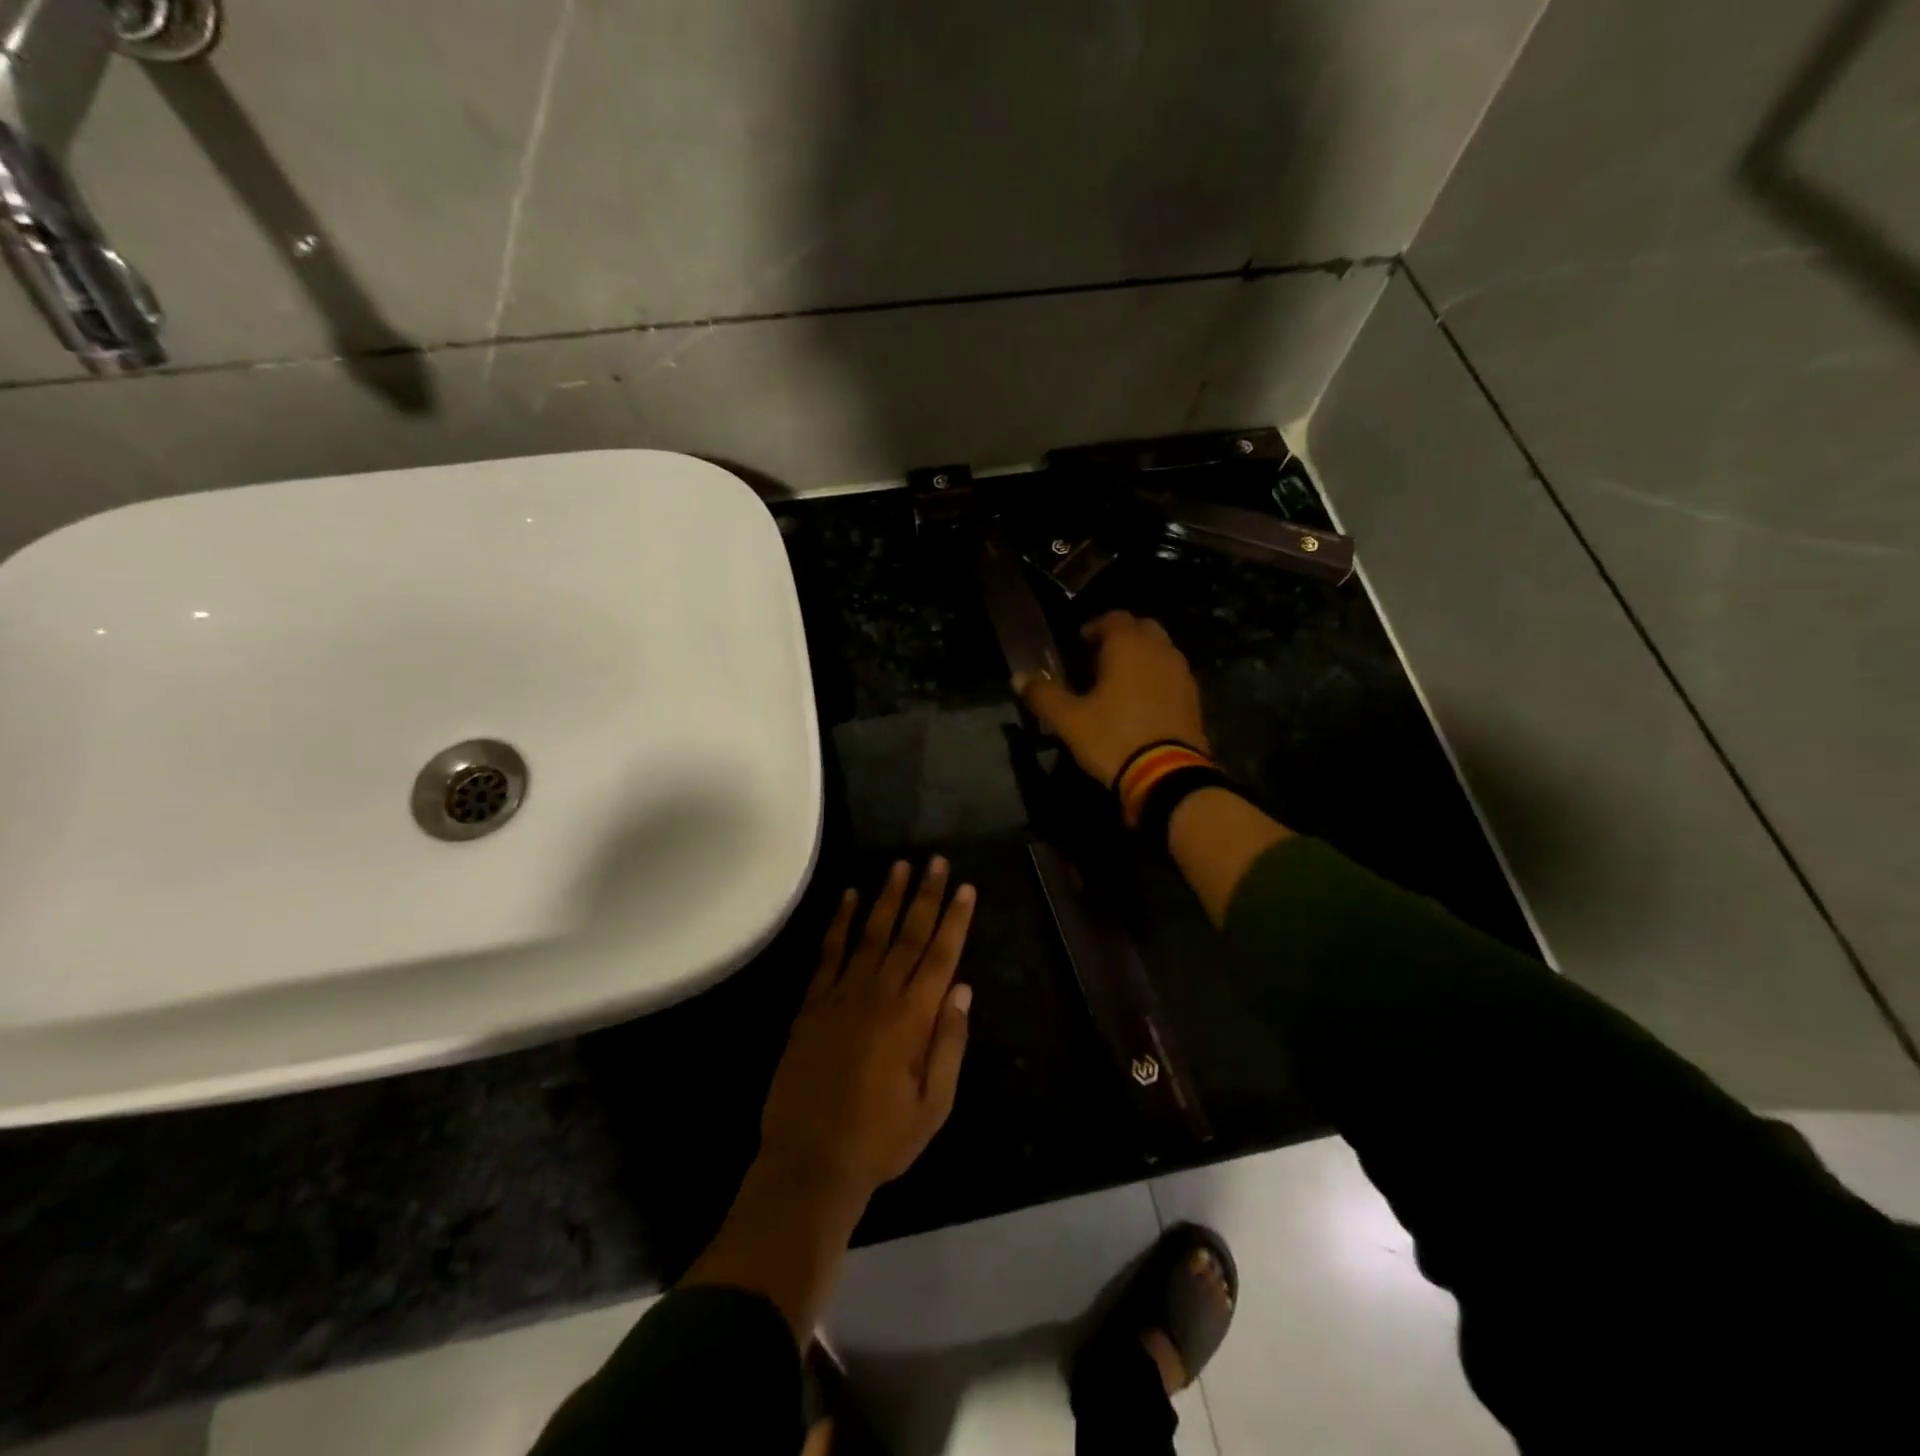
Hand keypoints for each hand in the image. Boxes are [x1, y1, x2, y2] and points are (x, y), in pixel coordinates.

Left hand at [759, 858, 975, 1201]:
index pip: (940, 956)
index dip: (955, 920)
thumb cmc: (881, 1139)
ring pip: (870, 934)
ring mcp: (841, 995)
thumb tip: (962, 988)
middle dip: (926, 895)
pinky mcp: (812, 1004)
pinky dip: (839, 923)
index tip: (966, 888)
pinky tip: (848, 897)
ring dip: (886, 898)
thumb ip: (949, 1044)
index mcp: (913, 1019)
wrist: (810, 1162)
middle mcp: (879, 996)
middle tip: (937, 861)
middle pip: (908, 935)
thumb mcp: (933, 1105)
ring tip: (899, 865)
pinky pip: (827, 953)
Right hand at [1017, 611, 1208, 787]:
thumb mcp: (1069, 720)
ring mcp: (1181, 673)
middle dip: (1121, 637)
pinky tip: (1140, 701)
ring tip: (1118, 681)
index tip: (1079, 644)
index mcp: (1128, 645)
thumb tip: (1018, 677)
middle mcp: (1159, 650)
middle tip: (1098, 659)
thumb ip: (1043, 694)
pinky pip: (1171, 674)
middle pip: (1142, 628)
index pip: (1114, 618)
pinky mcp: (1193, 697)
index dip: (1095, 627)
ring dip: (1141, 656)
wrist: (1166, 775)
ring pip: (1160, 650)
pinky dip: (1156, 677)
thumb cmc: (1112, 738)